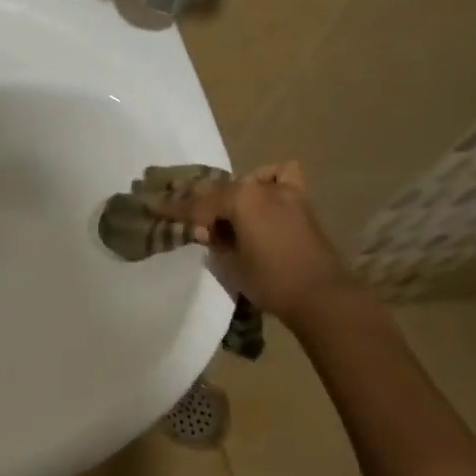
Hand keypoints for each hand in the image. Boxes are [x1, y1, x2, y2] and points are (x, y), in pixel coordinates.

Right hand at [172, 161, 363, 321]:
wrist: (322, 297)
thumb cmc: (270, 281)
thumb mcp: (230, 264)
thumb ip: (215, 241)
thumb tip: (209, 231)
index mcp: (240, 199)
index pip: (197, 204)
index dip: (174, 208)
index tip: (154, 207)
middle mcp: (261, 188)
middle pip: (222, 192)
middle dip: (202, 205)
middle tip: (191, 222)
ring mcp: (285, 192)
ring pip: (247, 185)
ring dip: (232, 197)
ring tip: (226, 216)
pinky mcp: (302, 202)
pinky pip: (280, 178)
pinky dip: (267, 181)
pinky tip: (260, 196)